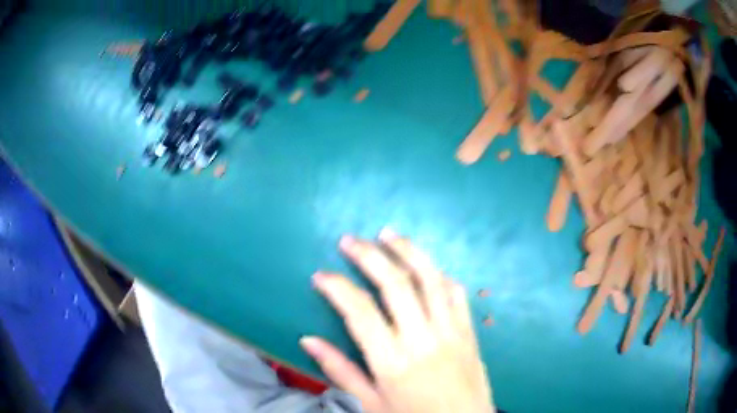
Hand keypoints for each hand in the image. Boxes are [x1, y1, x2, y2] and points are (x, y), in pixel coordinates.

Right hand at [300, 228, 494, 412]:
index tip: (321, 275)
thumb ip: (339, 371)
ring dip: (408, 251)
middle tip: (350, 240)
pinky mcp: (469, 332)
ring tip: (388, 233)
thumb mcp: (371, 403)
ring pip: (430, 279)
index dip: (337, 288)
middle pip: (396, 284)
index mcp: (393, 362)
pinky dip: (439, 274)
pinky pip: (457, 293)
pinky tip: (426, 265)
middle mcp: (423, 339)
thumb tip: (307, 339)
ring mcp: (451, 332)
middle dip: (370, 256)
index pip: (360, 312)